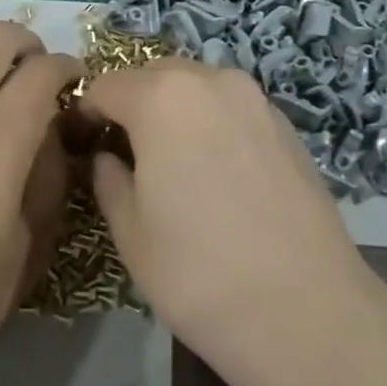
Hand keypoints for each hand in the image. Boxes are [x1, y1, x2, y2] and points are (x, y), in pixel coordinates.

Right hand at [77, 59, 379, 355]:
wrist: (303, 310)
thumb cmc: (197, 272)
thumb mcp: (130, 231)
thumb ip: (109, 180)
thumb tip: (106, 158)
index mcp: (163, 97)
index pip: (106, 86)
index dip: (87, 113)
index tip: (83, 144)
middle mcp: (213, 81)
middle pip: (156, 75)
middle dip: (133, 103)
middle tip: (125, 152)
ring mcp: (257, 101)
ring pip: (200, 87)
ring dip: (176, 109)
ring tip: (172, 161)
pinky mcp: (288, 127)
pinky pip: (234, 109)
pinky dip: (213, 123)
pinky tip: (217, 172)